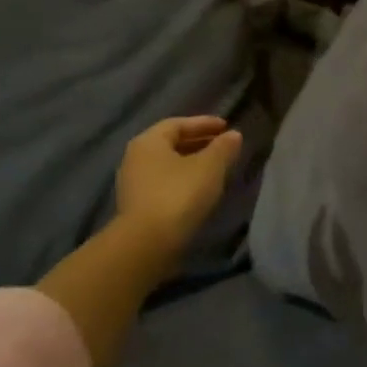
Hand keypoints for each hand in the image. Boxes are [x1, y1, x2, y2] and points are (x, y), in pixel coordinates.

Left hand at [114, 115, 243, 252]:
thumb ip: (223, 147)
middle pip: (170, 143)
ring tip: (216, 168)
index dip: (204, 123)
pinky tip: (200, 189)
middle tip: (223, 145)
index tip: (226, 126)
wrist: (148, 243)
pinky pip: (164, 183)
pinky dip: (183, 180)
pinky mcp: (137, 206)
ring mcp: (133, 184)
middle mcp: (135, 158)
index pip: (178, 124)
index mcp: (149, 142)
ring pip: (167, 165)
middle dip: (198, 142)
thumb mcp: (210, 167)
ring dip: (191, 163)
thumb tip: (233, 135)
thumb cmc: (179, 194)